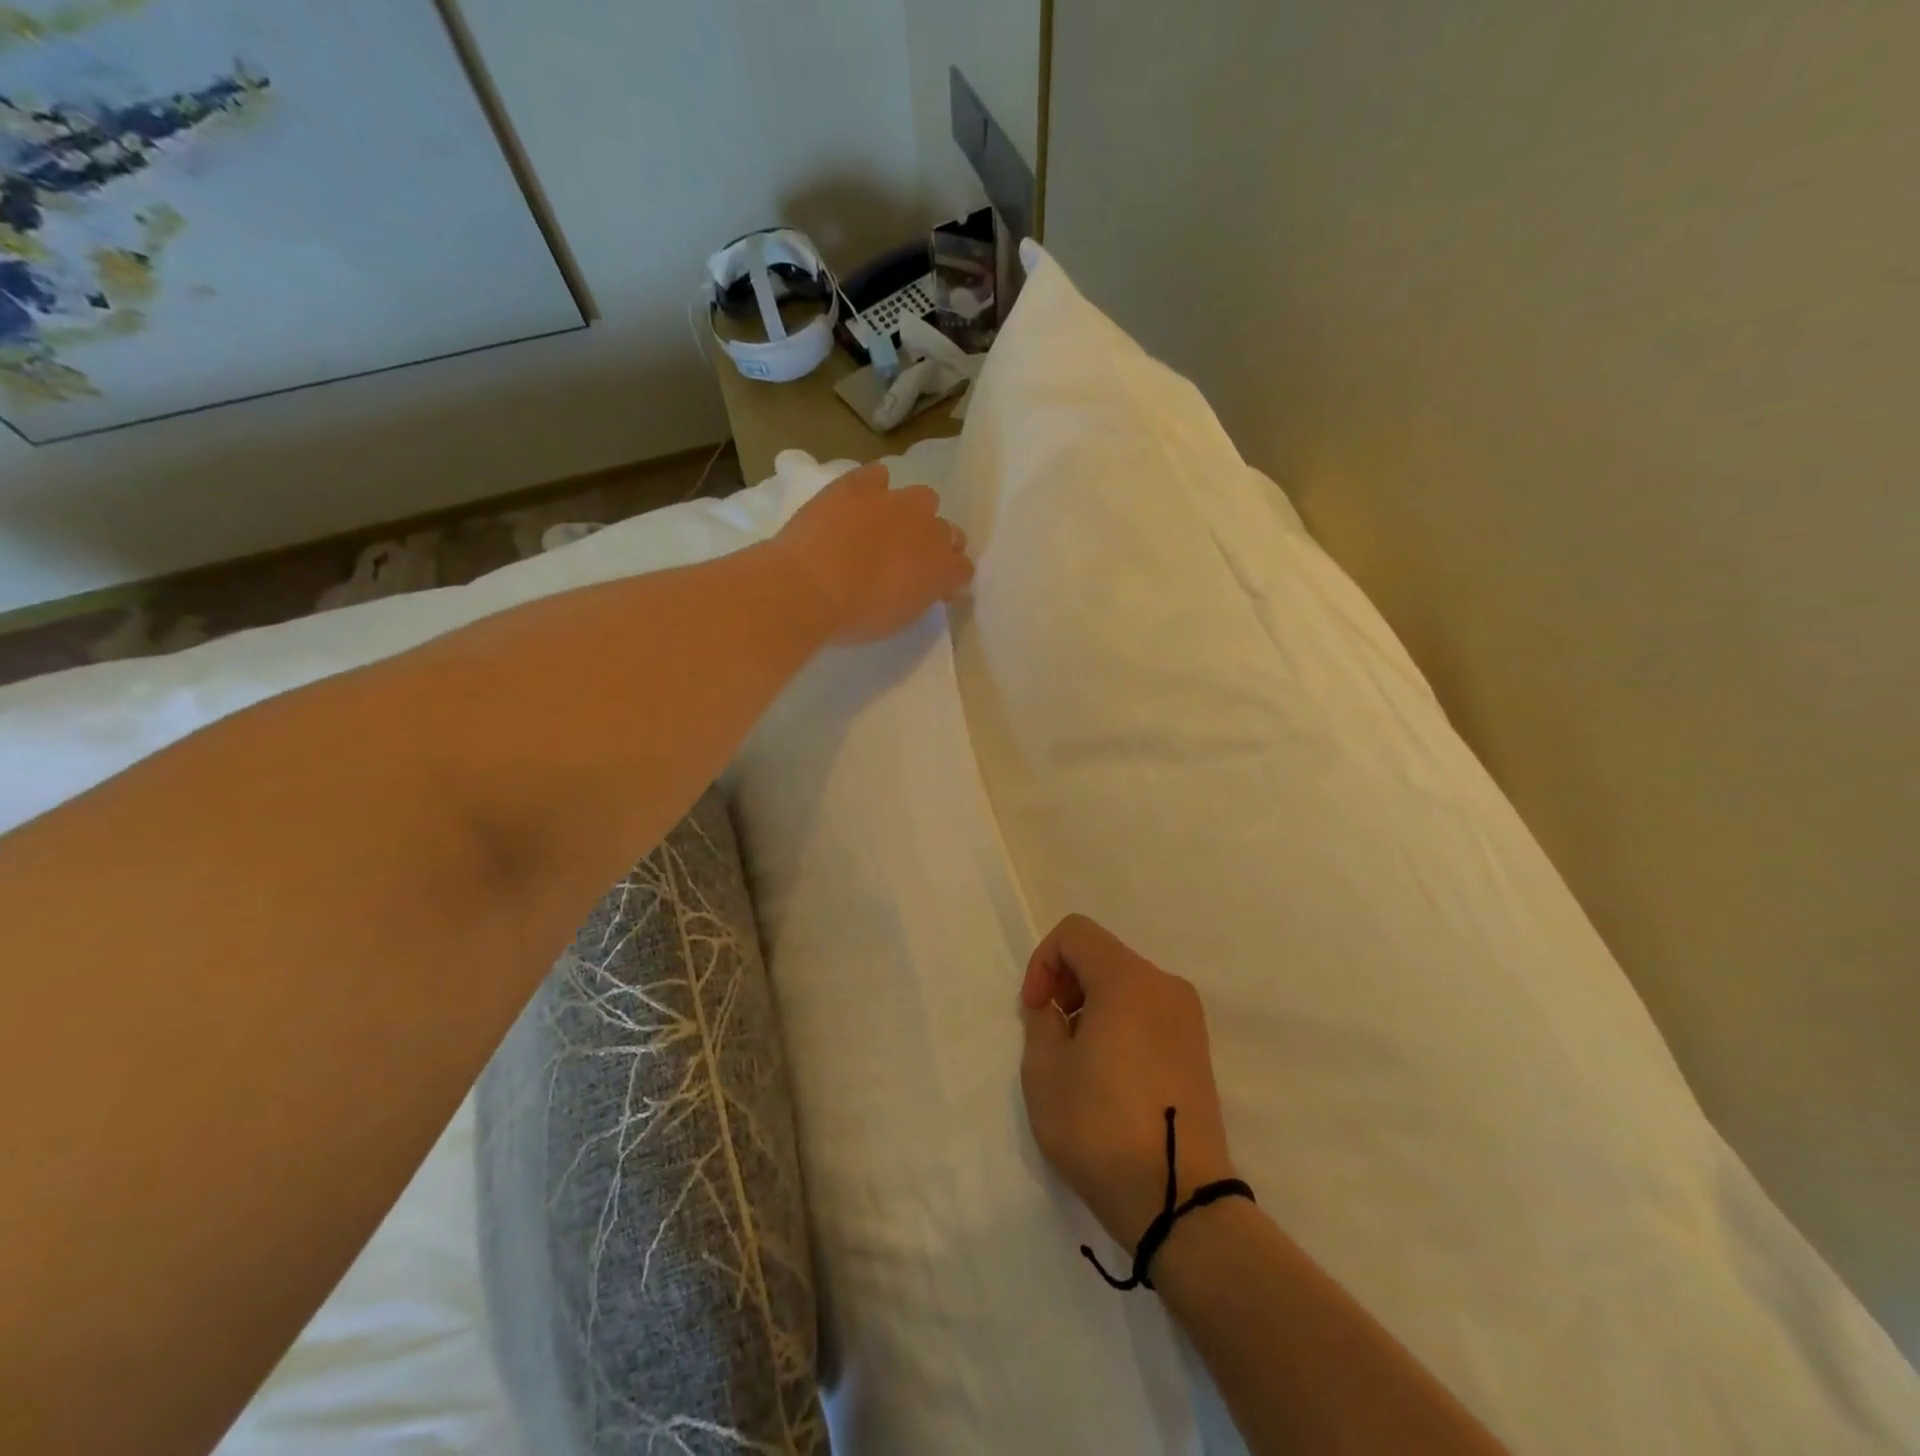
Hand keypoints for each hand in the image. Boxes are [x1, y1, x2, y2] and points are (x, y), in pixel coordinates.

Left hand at [769, 463, 972, 643]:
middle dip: (931, 543)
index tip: (930, 587)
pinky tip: (857, 503)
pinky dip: (873, 487)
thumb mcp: (899, 619)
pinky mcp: (862, 484)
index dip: (947, 577)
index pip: (963, 568)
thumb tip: (923, 585)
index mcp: (943, 569)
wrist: (809, 589)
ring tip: (883, 527)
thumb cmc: (855, 618)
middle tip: (905, 559)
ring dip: (910, 512)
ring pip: (922, 498)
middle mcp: (930, 529)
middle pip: (946, 531)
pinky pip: (878, 476)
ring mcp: (897, 501)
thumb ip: (920, 596)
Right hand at [1019, 915, 1237, 1247]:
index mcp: (1128, 979)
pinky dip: (1119, 1022)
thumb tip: (1055, 1008)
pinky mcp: (1197, 1048)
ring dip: (1091, 1004)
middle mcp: (1165, 985)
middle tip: (1050, 1034)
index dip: (1043, 961)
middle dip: (1066, 983)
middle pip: (1102, 954)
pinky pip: (1147, 1010)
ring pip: (1125, 983)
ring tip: (1077, 1059)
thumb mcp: (1045, 1071)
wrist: (1179, 1201)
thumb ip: (1041, 1020)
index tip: (1035, 1009)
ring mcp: (1188, 1017)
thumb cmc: (1101, 1127)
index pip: (1075, 932)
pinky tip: (1109, 1074)